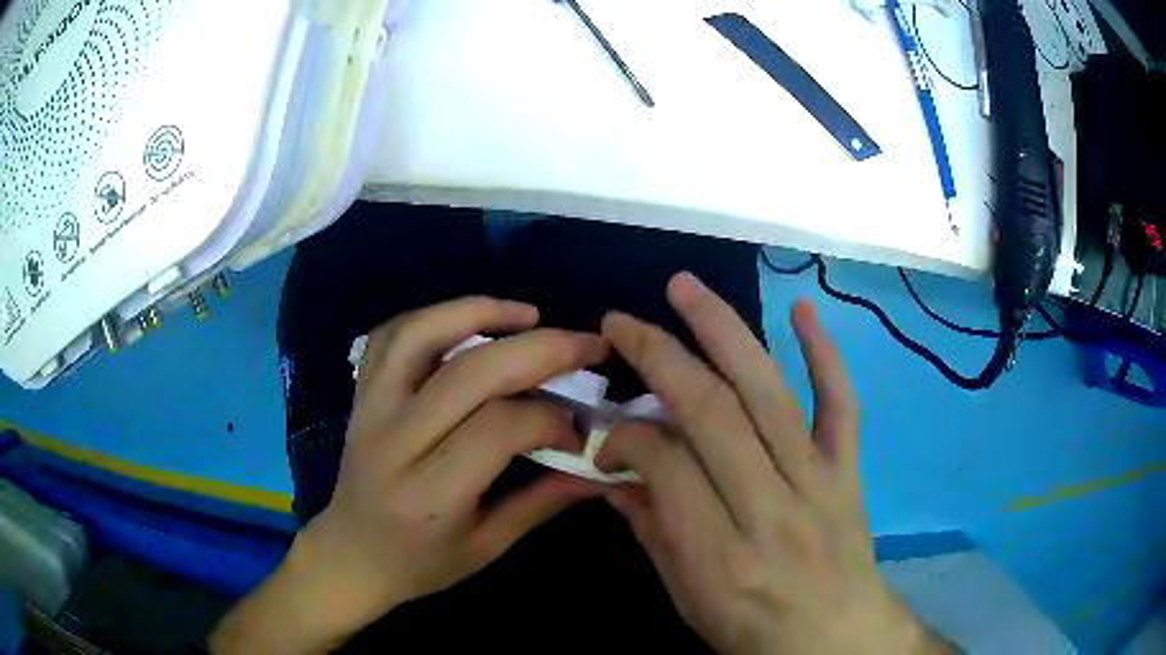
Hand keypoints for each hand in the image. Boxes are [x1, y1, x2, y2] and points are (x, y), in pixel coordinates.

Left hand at [212, 297, 607, 652]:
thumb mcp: (487, 547)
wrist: (350, 555)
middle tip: (587, 345)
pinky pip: (390, 336)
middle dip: (541, 349)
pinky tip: (468, 319)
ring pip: (421, 335)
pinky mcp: (361, 394)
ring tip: (529, 315)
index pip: (498, 428)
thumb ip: (543, 502)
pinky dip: (433, 316)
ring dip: (480, 312)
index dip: (551, 419)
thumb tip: (601, 469)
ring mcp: (370, 408)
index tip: (578, 432)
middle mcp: (394, 440)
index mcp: (429, 492)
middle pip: (470, 373)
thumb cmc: (419, 564)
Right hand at [596, 273, 952, 654]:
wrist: (835, 640)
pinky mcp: (847, 471)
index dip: (626, 435)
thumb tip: (613, 473)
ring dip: (724, 332)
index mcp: (721, 555)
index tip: (607, 432)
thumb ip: (650, 531)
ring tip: (686, 287)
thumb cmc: (751, 631)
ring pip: (769, 394)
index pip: (666, 464)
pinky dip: (826, 355)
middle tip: (622, 321)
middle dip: (660, 357)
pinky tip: (804, 310)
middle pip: (713, 414)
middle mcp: (771, 509)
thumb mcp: (686, 598)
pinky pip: (842, 405)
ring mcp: (817, 483)